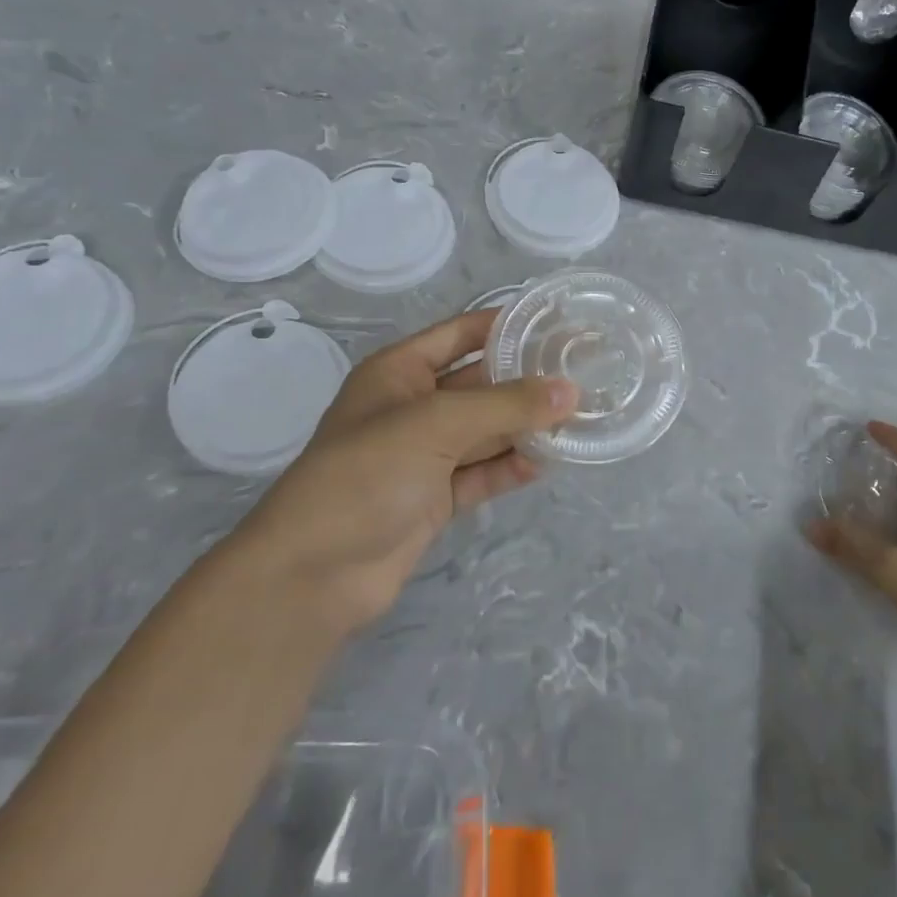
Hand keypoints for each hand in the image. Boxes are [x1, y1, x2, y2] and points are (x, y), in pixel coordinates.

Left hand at [230, 309, 575, 634]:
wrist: (313, 574)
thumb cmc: (367, 474)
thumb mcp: (437, 423)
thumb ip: (507, 405)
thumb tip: (571, 391)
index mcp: (399, 372)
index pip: (462, 333)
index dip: (506, 325)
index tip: (558, 323)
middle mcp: (413, 407)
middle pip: (480, 383)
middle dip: (526, 380)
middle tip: (583, 374)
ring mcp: (424, 455)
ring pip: (486, 430)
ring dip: (525, 426)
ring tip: (579, 418)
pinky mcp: (435, 498)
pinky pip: (482, 472)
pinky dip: (511, 467)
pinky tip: (547, 463)